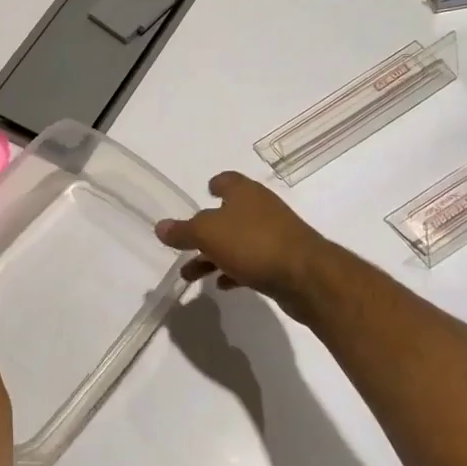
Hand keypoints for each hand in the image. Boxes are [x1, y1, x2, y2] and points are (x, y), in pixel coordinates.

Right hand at [156, 172, 333, 323]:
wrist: (306, 276)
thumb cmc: (253, 243)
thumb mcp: (208, 234)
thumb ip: (183, 231)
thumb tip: (160, 226)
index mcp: (244, 193)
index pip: (227, 180)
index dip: (214, 185)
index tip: (204, 193)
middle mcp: (260, 209)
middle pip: (228, 215)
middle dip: (205, 231)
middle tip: (184, 246)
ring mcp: (274, 235)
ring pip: (237, 242)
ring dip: (214, 256)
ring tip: (190, 274)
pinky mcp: (282, 262)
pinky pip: (252, 263)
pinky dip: (234, 271)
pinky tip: (222, 285)